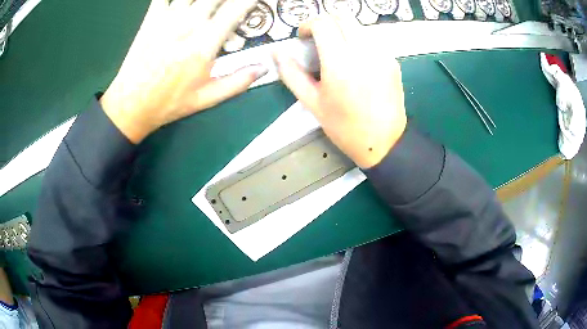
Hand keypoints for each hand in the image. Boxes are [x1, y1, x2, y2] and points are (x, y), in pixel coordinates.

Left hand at [101, 0, 265, 143]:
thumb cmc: (169, 102)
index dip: (250, 0)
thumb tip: (265, 67)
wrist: (131, 104)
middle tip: (230, 4)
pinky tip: (181, 2)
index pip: (236, 8)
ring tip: (208, 3)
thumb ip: (238, 82)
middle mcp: (189, 23)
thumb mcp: (207, 98)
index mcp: (205, 42)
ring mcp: (168, 17)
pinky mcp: (151, 18)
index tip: (254, 1)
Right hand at [274, 15, 406, 168]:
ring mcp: (382, 54)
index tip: (304, 37)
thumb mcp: (312, 103)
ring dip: (342, 30)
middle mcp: (364, 52)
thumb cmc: (345, 127)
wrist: (384, 142)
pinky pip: (371, 39)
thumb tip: (276, 53)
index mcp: (340, 63)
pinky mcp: (392, 60)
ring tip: (336, 51)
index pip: (323, 23)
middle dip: (325, 22)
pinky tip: (355, 61)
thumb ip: (291, 74)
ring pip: (358, 25)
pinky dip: (357, 41)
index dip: (308, 25)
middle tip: (318, 39)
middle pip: (342, 16)